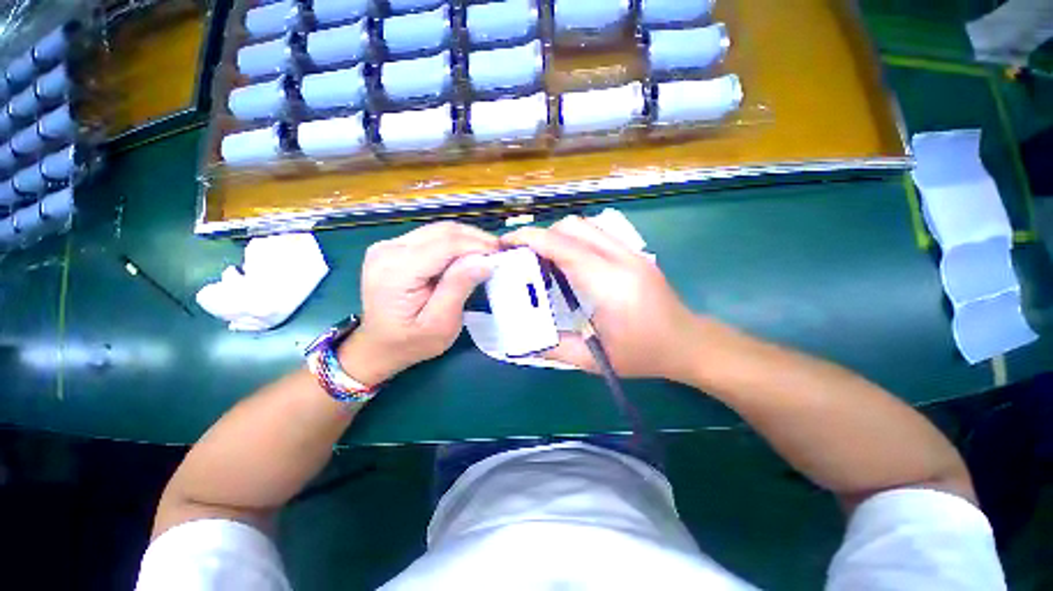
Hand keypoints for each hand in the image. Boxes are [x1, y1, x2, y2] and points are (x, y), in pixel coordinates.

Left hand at [340, 222, 498, 384]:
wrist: (378, 346)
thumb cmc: (411, 342)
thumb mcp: (440, 324)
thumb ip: (459, 288)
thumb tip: (484, 261)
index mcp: (396, 270)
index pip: (446, 244)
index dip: (478, 245)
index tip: (502, 254)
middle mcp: (388, 249)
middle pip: (442, 231)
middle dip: (476, 239)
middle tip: (499, 253)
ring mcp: (388, 245)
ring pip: (439, 230)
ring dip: (467, 239)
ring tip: (487, 253)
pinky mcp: (394, 247)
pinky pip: (431, 236)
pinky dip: (454, 242)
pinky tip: (468, 254)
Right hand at [504, 215, 703, 381]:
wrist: (688, 343)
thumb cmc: (644, 354)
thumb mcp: (596, 361)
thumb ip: (555, 348)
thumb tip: (523, 341)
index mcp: (609, 284)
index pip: (563, 246)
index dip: (529, 239)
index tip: (505, 243)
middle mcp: (621, 259)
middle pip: (573, 226)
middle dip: (541, 235)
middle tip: (524, 257)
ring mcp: (631, 252)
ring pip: (586, 226)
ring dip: (558, 235)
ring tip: (543, 258)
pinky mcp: (635, 253)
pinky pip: (597, 234)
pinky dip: (575, 239)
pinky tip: (570, 262)